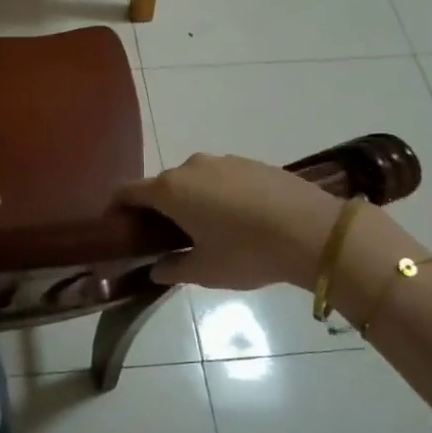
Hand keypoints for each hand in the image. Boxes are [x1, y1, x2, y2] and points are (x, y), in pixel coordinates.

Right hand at [118, 154, 345, 289]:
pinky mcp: (251, 163)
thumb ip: (173, 268)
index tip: (119, 228)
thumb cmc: (247, 252)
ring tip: (206, 230)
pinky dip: (218, 195)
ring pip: (193, 180)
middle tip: (166, 239)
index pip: (128, 191)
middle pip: (161, 185)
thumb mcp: (205, 271)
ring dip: (191, 201)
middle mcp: (190, 167)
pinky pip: (222, 178)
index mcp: (170, 190)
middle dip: (158, 209)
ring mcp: (223, 161)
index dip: (118, 208)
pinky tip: (238, 220)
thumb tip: (157, 269)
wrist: (313, 230)